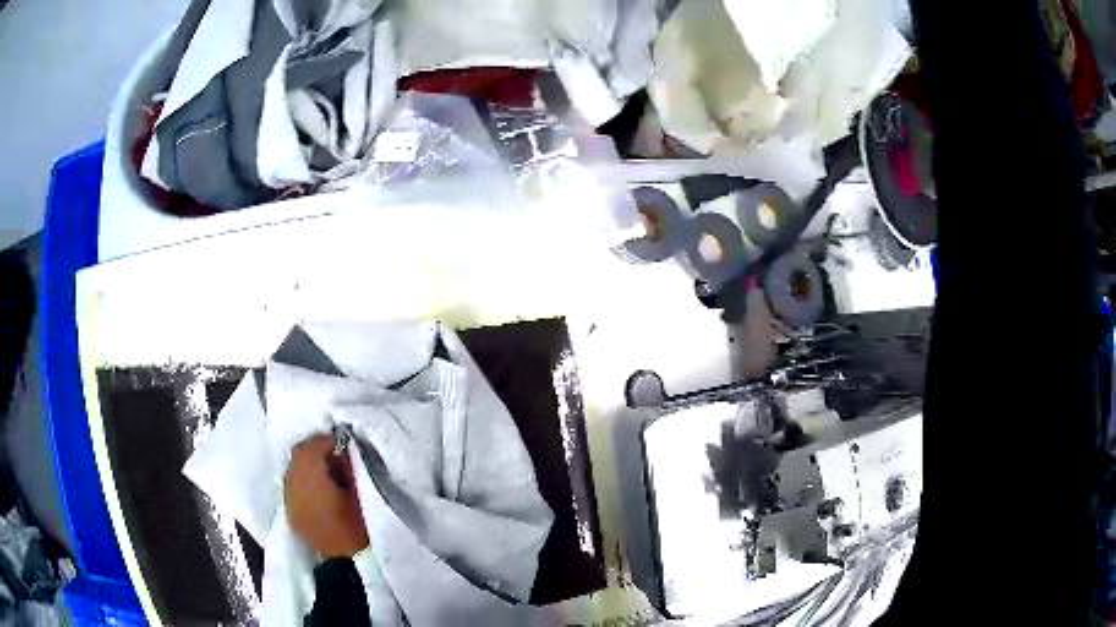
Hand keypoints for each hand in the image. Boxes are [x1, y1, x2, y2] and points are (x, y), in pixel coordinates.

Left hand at [285, 434, 369, 557]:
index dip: (326, 440)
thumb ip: (348, 465)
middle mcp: (291, 484)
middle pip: (299, 457)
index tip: (343, 441)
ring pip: (295, 472)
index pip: (311, 446)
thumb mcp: (359, 490)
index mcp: (308, 476)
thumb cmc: (359, 526)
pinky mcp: (291, 516)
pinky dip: (305, 484)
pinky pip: (295, 489)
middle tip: (336, 455)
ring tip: (329, 473)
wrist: (347, 567)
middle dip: (316, 452)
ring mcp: (288, 501)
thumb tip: (343, 448)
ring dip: (309, 468)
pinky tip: (320, 490)